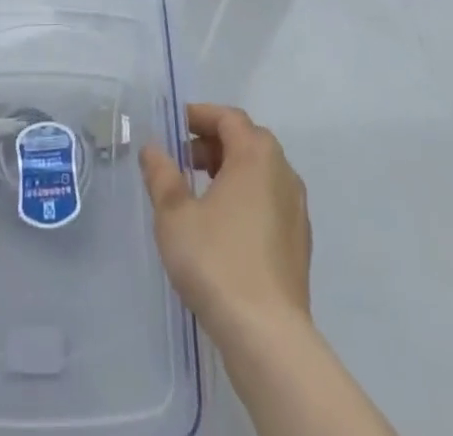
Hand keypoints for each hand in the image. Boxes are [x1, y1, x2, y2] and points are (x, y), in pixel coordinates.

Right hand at [139, 103, 311, 337]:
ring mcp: (296, 209)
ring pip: (260, 173)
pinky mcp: (299, 243)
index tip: (174, 126)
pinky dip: (245, 198)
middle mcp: (283, 173)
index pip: (229, 118)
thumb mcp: (175, 214)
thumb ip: (162, 175)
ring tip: (197, 192)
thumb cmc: (217, 261)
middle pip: (247, 141)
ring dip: (229, 170)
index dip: (200, 116)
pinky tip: (222, 226)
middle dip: (213, 143)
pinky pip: (269, 201)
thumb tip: (153, 149)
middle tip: (181, 158)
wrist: (268, 336)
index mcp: (256, 155)